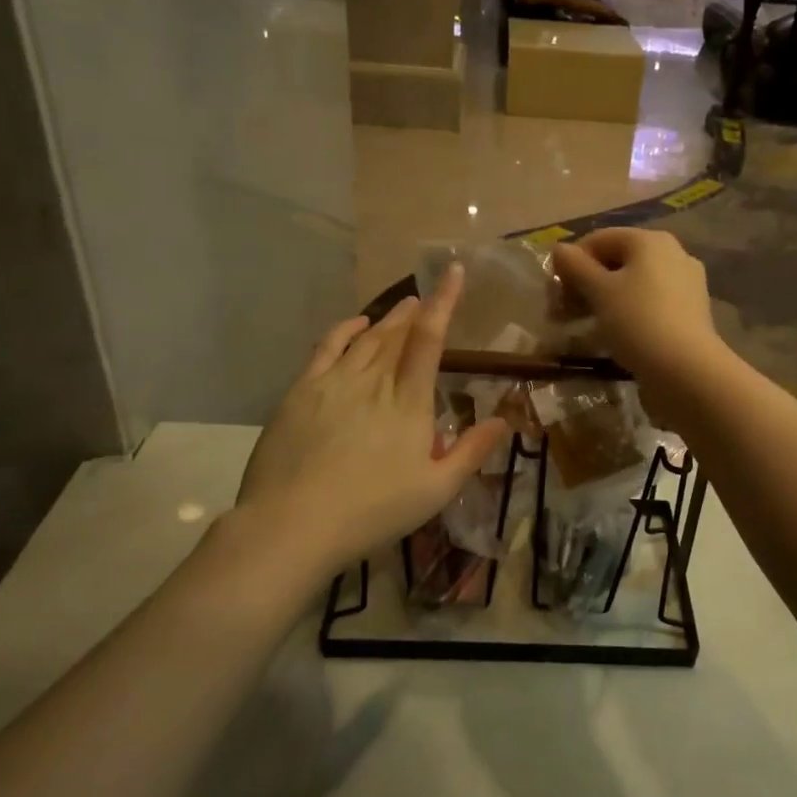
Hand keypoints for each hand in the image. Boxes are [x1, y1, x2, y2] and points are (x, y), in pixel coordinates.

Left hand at [231, 268, 505, 581]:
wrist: (293, 523)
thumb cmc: (372, 511)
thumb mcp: (435, 490)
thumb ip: (471, 452)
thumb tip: (503, 420)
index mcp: (409, 402)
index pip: (430, 340)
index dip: (444, 302)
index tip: (452, 273)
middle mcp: (374, 380)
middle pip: (397, 334)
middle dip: (415, 312)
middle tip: (425, 298)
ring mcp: (334, 382)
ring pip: (366, 338)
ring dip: (387, 319)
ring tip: (401, 307)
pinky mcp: (302, 391)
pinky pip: (327, 347)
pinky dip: (344, 330)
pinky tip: (355, 324)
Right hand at [551, 230, 726, 425]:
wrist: (686, 371)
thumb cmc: (637, 321)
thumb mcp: (599, 292)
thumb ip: (576, 267)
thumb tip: (560, 249)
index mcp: (650, 241)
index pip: (599, 239)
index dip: (571, 262)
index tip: (555, 292)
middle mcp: (672, 254)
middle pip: (617, 261)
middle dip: (586, 284)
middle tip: (563, 312)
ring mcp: (685, 284)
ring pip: (633, 285)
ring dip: (604, 301)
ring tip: (583, 326)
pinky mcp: (689, 313)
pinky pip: (649, 305)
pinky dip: (627, 314)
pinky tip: (613, 336)